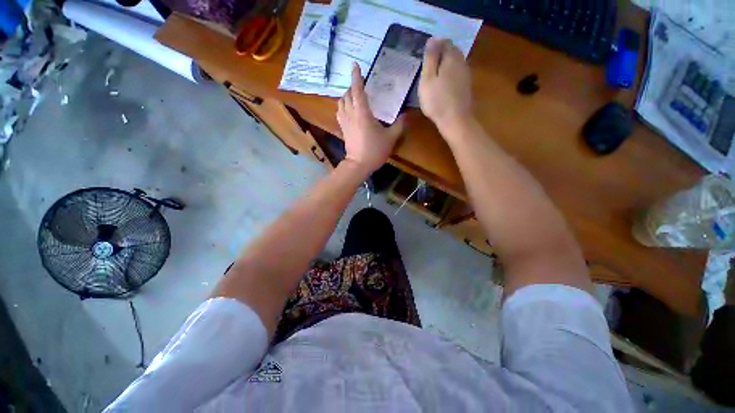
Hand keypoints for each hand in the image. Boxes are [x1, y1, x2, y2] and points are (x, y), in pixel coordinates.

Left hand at [337, 63, 403, 173]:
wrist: (359, 165)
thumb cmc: (375, 151)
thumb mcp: (391, 138)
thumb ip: (399, 125)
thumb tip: (406, 115)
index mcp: (363, 113)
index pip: (358, 90)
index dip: (356, 77)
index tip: (355, 65)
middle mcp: (351, 114)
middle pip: (347, 94)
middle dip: (353, 87)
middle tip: (361, 85)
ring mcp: (345, 121)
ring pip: (341, 102)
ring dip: (347, 96)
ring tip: (354, 96)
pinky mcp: (343, 129)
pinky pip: (339, 112)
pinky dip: (343, 106)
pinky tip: (348, 109)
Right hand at [419, 38, 472, 128]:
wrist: (455, 120)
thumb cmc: (437, 100)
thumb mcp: (428, 78)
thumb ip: (430, 58)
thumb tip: (433, 39)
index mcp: (452, 57)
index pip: (445, 42)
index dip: (434, 45)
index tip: (425, 56)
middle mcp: (462, 62)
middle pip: (452, 51)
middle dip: (440, 54)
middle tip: (428, 66)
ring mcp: (466, 75)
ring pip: (455, 63)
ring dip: (445, 65)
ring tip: (433, 76)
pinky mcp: (466, 86)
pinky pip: (457, 73)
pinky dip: (449, 75)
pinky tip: (442, 85)